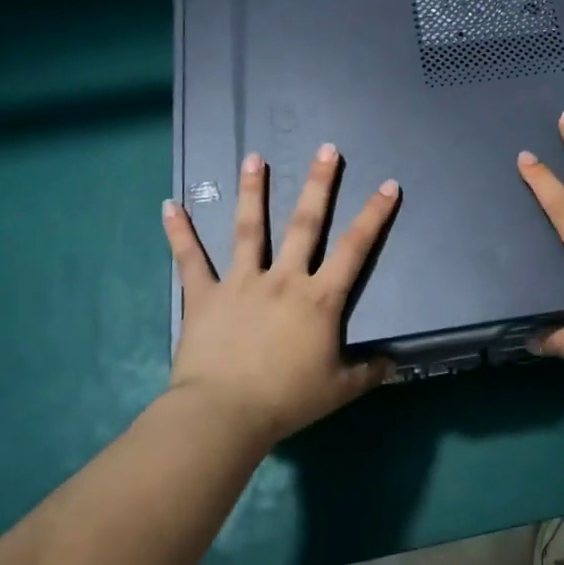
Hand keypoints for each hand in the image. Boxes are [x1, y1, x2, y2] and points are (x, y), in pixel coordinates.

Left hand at [162, 145, 396, 447]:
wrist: (224, 415)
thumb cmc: (286, 400)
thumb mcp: (338, 389)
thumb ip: (367, 372)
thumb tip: (394, 364)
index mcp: (319, 299)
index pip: (354, 249)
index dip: (374, 215)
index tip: (388, 185)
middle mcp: (284, 279)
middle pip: (305, 224)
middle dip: (318, 184)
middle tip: (325, 149)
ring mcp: (242, 282)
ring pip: (250, 228)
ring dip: (253, 191)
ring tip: (253, 157)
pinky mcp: (205, 295)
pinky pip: (191, 260)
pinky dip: (179, 233)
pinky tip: (169, 205)